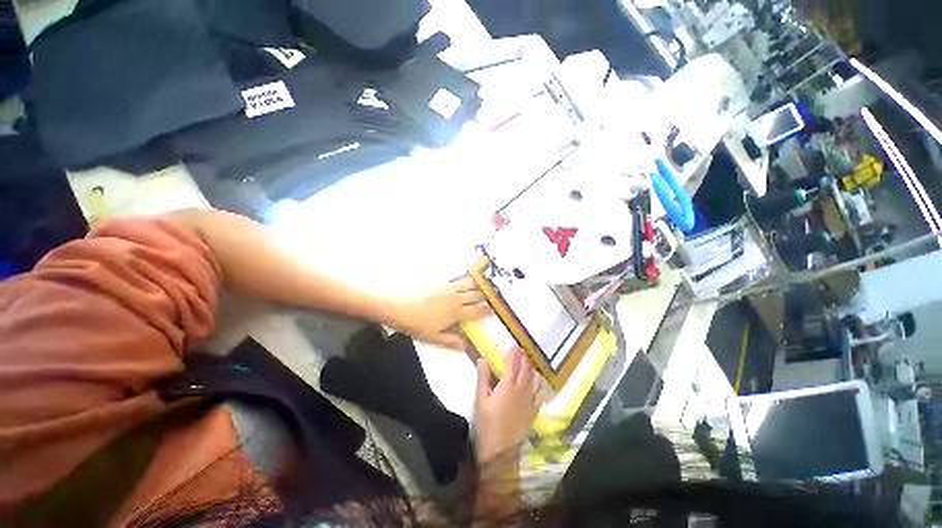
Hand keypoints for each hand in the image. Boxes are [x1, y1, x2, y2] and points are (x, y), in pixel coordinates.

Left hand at [392, 277, 491, 349]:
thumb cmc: (415, 323)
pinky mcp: (440, 281)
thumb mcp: (432, 337)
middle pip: (475, 296)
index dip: (485, 311)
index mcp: (455, 313)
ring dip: (478, 284)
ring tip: (485, 283)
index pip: (475, 312)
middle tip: (494, 294)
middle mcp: (455, 298)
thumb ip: (450, 340)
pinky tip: (468, 274)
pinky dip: (464, 276)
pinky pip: (456, 277)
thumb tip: (465, 346)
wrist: (397, 305)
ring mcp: (448, 288)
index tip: (494, 309)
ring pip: (468, 284)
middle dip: (485, 295)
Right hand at [474, 347, 542, 461]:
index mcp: (508, 386)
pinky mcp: (533, 411)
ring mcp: (529, 401)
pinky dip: (539, 384)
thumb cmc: (487, 422)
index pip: (513, 364)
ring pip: (534, 379)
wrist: (499, 449)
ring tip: (528, 361)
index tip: (513, 346)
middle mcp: (521, 390)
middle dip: (523, 358)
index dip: (514, 354)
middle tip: (521, 350)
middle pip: (525, 369)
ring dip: (531, 368)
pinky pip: (539, 394)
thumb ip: (483, 377)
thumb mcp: (480, 398)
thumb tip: (483, 358)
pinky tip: (538, 381)